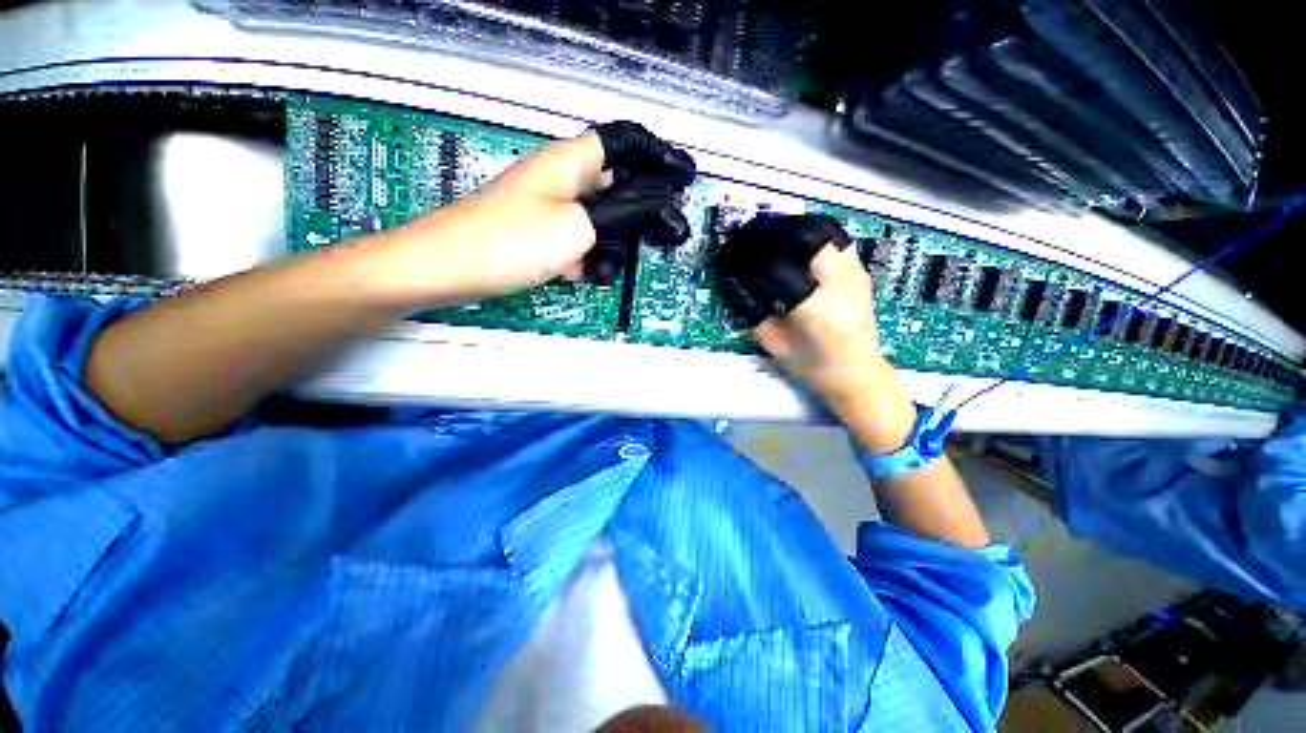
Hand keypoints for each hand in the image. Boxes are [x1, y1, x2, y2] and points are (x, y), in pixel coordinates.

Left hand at [389, 121, 693, 300]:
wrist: (448, 270)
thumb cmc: (510, 241)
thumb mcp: (578, 226)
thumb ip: (624, 212)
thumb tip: (664, 203)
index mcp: (571, 162)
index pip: (625, 142)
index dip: (659, 155)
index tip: (683, 178)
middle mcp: (563, 180)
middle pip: (617, 188)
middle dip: (637, 218)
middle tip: (658, 240)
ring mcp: (552, 208)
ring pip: (601, 222)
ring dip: (608, 248)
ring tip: (596, 269)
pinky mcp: (542, 234)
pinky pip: (579, 241)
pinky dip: (585, 258)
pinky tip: (577, 274)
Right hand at [723, 215, 913, 451]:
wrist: (857, 372)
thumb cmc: (812, 365)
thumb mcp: (775, 345)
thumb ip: (757, 315)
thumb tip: (741, 285)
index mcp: (814, 307)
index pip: (778, 266)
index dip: (754, 254)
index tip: (737, 251)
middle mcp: (839, 283)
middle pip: (805, 239)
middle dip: (777, 233)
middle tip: (756, 236)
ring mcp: (856, 274)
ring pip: (823, 234)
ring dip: (796, 232)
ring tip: (776, 238)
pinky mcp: (862, 273)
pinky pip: (836, 243)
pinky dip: (814, 239)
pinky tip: (799, 249)